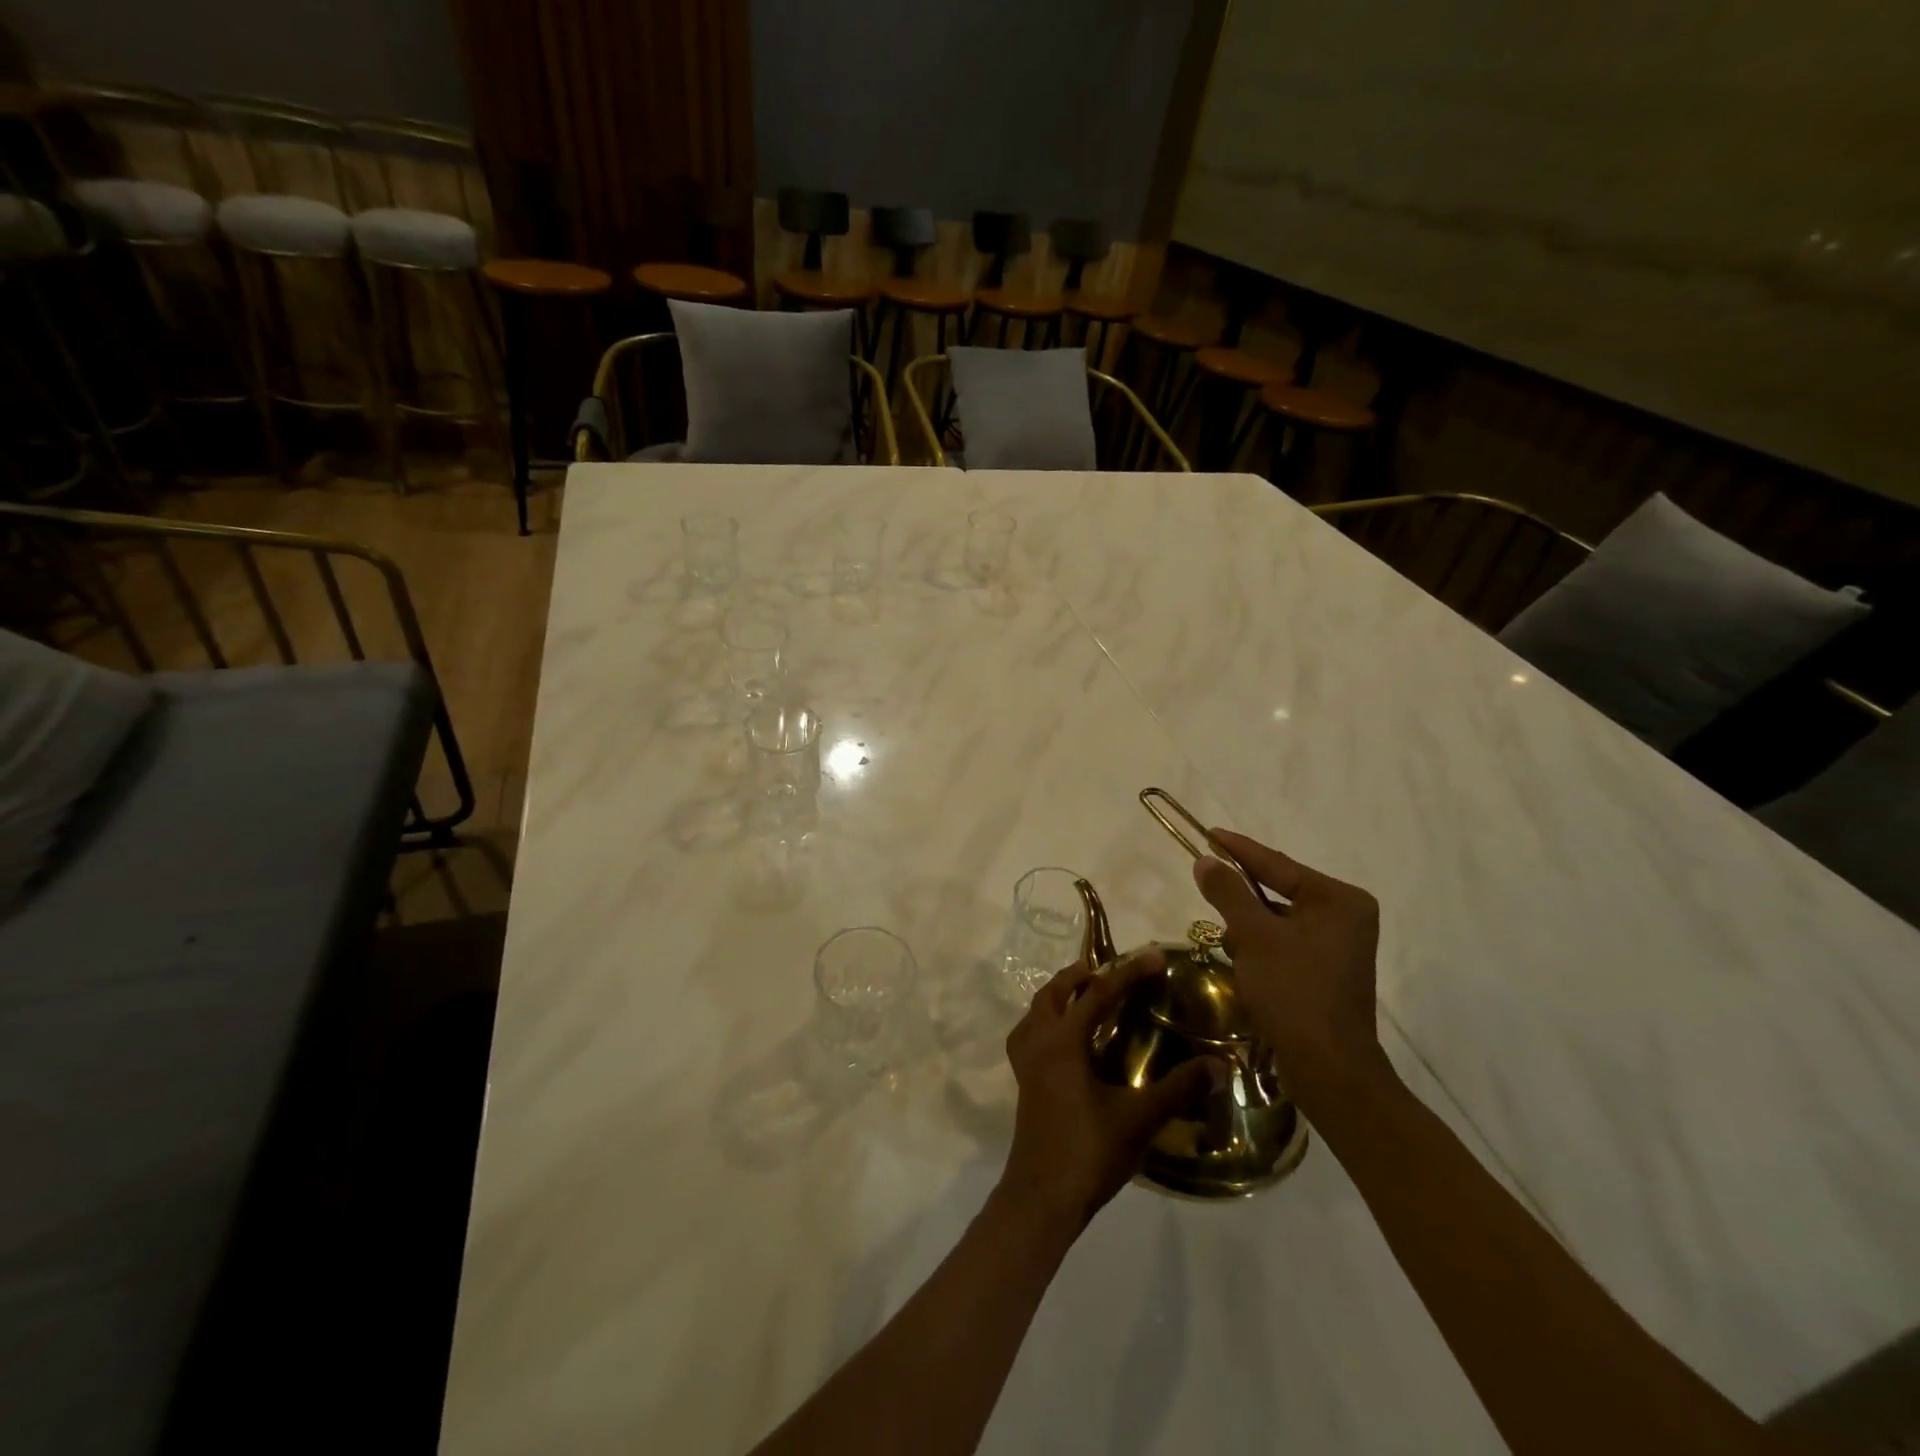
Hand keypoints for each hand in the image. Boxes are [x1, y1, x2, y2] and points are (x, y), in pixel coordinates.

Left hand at [998, 951, 1215, 1236]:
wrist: (1043, 1196)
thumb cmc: (1089, 1151)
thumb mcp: (1140, 1118)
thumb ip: (1179, 1089)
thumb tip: (1220, 1066)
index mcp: (1064, 1041)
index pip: (1099, 994)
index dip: (1128, 973)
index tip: (1153, 955)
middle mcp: (1040, 1042)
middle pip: (1055, 993)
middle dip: (1081, 976)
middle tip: (1108, 970)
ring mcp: (1026, 1063)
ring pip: (1036, 1011)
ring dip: (1058, 995)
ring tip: (1081, 993)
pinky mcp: (1023, 1082)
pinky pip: (1027, 1036)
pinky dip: (1042, 1023)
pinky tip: (1059, 1039)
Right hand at [1193, 829, 1388, 1102]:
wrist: (1328, 1068)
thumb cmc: (1294, 992)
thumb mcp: (1254, 936)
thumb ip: (1229, 892)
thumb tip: (1206, 860)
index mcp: (1339, 900)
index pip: (1278, 864)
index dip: (1238, 849)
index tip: (1208, 833)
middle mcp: (1345, 916)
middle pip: (1279, 891)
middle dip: (1241, 897)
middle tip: (1207, 886)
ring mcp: (1339, 946)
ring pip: (1278, 920)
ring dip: (1248, 927)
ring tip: (1227, 940)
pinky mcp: (1327, 971)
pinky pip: (1285, 943)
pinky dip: (1261, 948)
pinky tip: (1243, 963)